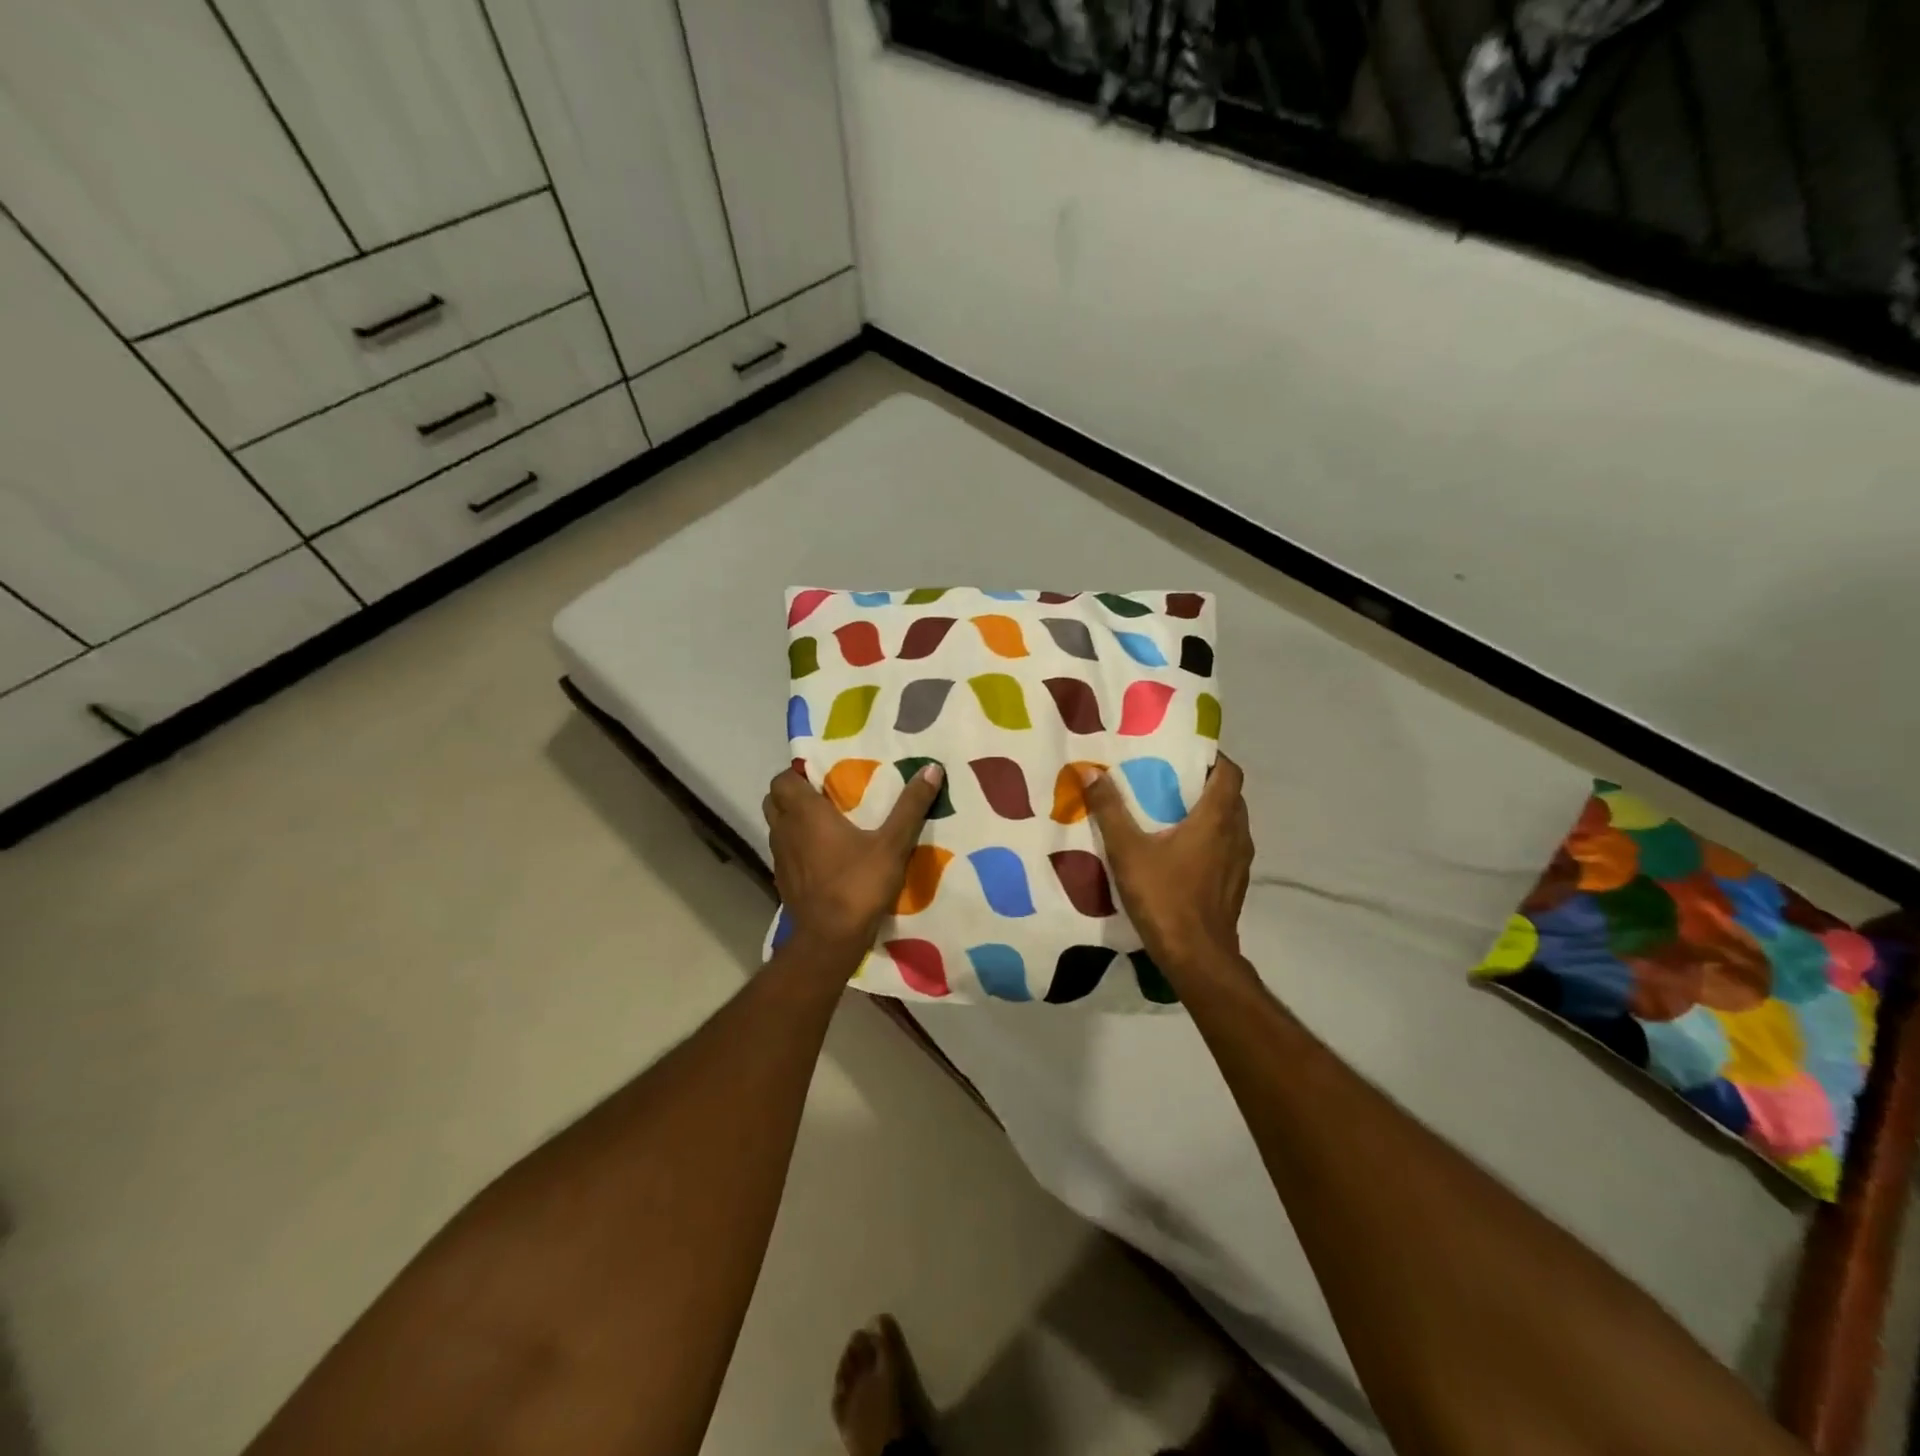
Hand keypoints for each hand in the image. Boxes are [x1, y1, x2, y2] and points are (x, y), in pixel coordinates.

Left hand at [763, 764, 944, 967]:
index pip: (782, 779)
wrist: (829, 939)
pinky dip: (797, 848)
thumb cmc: (858, 885)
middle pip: (774, 800)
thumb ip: (910, 807)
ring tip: (825, 825)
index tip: (824, 777)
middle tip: (825, 798)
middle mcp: (785, 830)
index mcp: (805, 813)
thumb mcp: (892, 844)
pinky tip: (823, 858)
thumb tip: (931, 769)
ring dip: (794, 821)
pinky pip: (784, 853)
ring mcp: (779, 858)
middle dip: (793, 795)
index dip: (798, 774)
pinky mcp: (782, 881)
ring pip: (777, 827)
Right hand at [1080, 753, 1252, 976]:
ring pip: (1231, 822)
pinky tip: (1180, 849)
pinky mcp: (1235, 883)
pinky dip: (1210, 837)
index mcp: (1217, 818)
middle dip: (1205, 782)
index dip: (1212, 756)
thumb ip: (1110, 810)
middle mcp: (1236, 834)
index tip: (1184, 752)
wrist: (1197, 958)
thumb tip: (1092, 771)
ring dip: (1209, 811)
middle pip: (1230, 795)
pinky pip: (1227, 846)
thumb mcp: (1128, 851)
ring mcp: (1240, 862)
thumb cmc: (1165, 897)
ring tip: (1172, 810)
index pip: (1229, 772)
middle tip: (1169, 777)